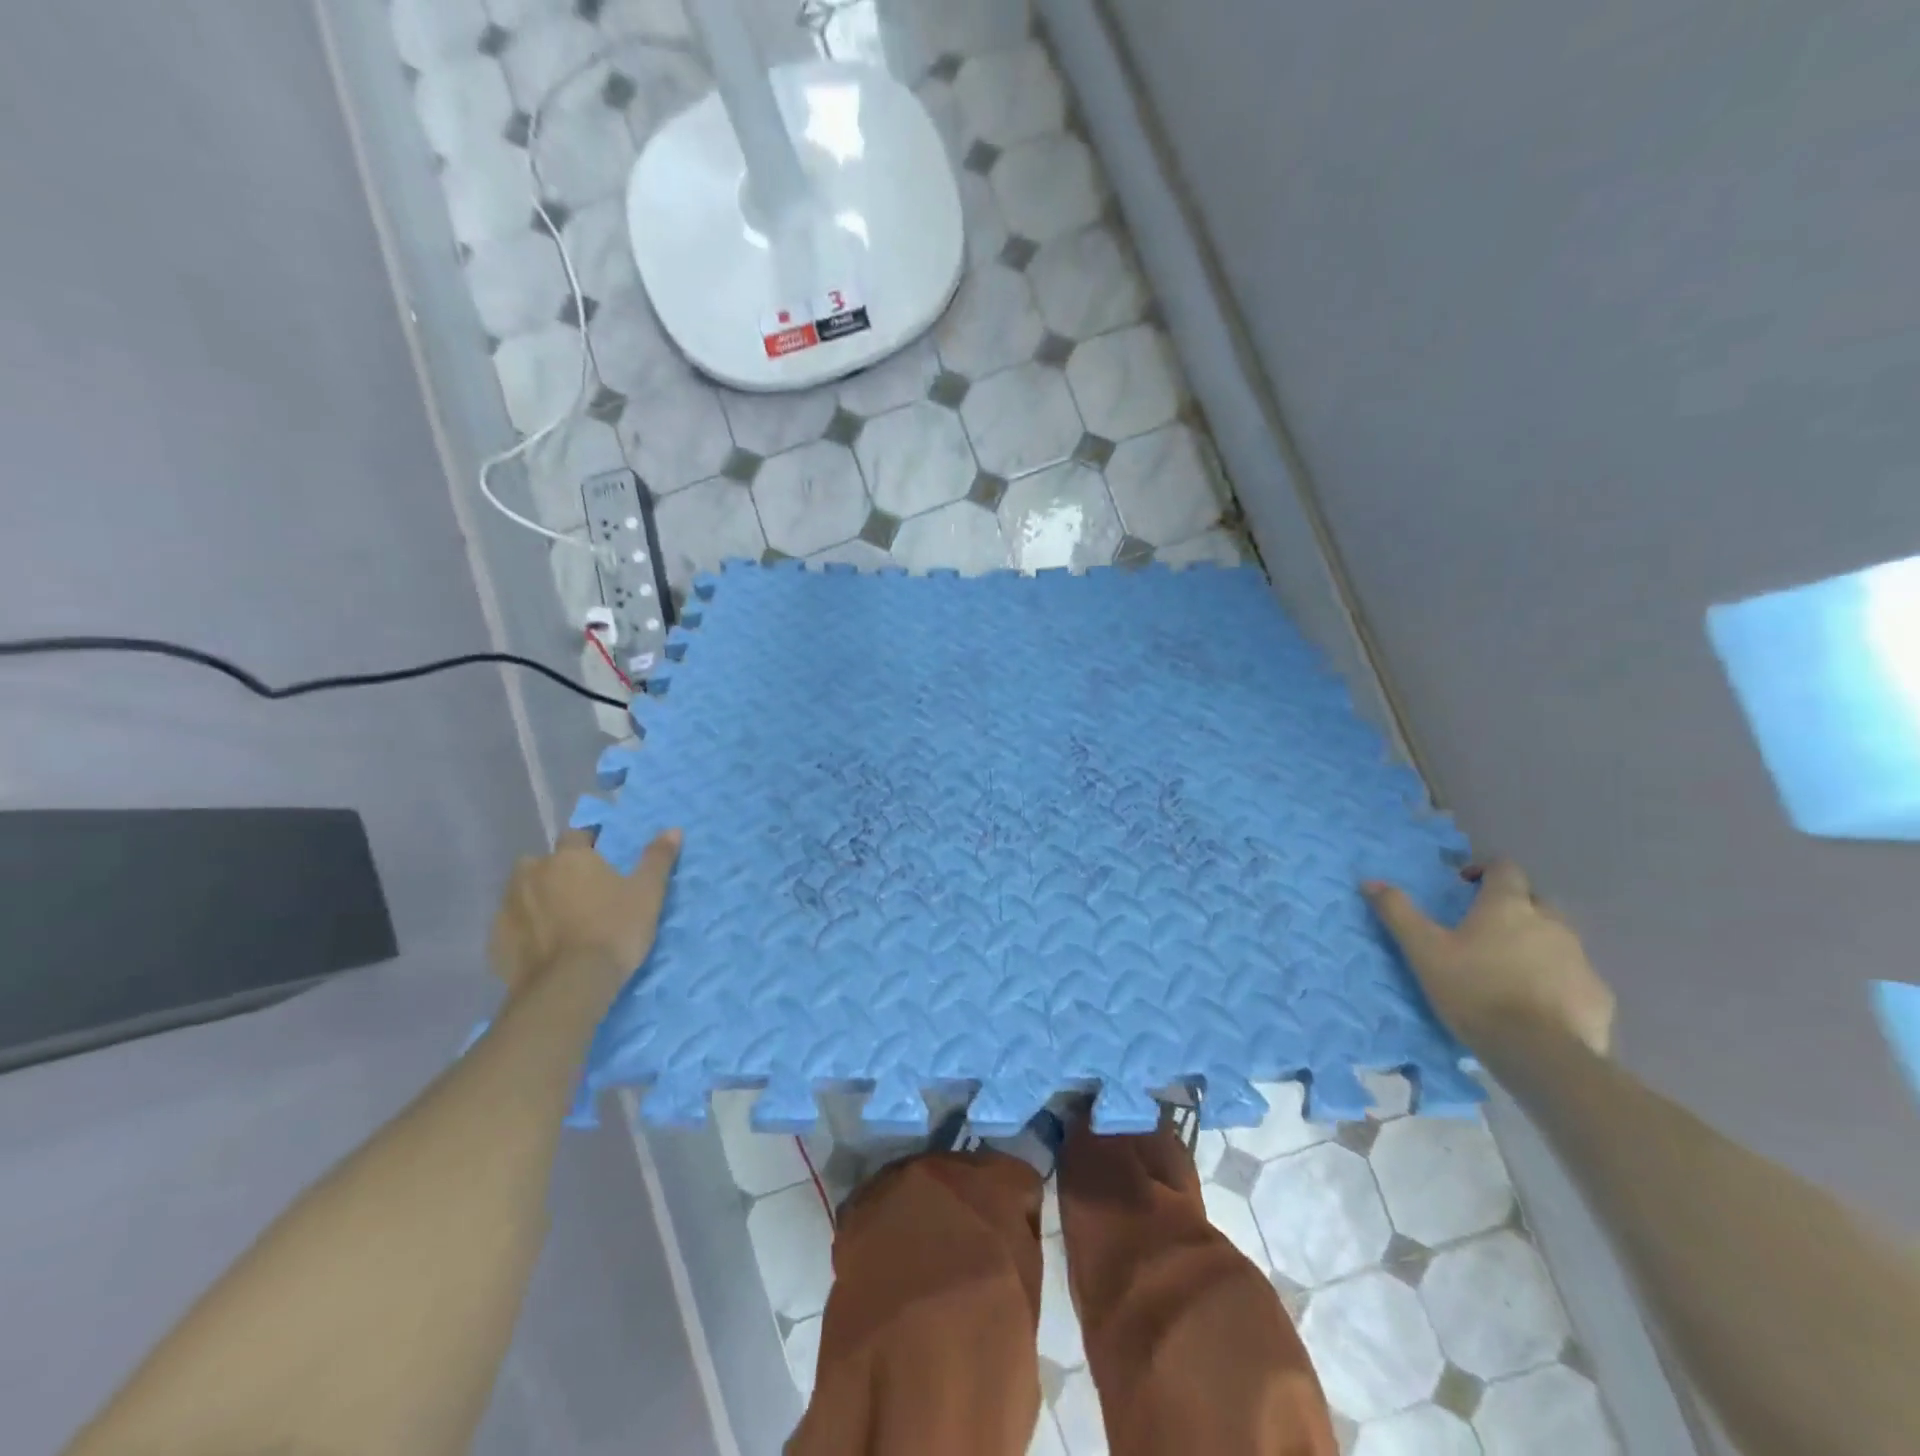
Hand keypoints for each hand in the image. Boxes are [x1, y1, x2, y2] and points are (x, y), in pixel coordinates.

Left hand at [489, 828, 681, 996]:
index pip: (576, 836)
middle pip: (542, 863)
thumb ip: (657, 859)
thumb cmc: (614, 931)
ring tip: (560, 921)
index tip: (603, 860)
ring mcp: (508, 907)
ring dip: (537, 899)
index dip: (589, 845)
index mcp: (569, 857)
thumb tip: (674, 830)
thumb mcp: (647, 893)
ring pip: (521, 892)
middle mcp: (532, 874)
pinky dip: (524, 930)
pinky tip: (542, 947)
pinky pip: (510, 926)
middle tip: (580, 893)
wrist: (569, 987)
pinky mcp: (495, 942)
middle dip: (557, 871)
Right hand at [1363, 859, 1615, 1056]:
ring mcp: (1580, 958)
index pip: (1505, 868)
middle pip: (1534, 901)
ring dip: (1534, 943)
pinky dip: (1556, 979)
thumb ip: (1398, 912)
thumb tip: (1370, 881)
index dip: (1486, 871)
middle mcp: (1551, 923)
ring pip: (1557, 938)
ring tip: (1507, 970)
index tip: (1465, 887)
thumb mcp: (1423, 950)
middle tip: (1483, 931)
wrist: (1538, 1053)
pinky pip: (1574, 976)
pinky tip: (1536, 1003)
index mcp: (1508, 906)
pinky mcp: (1598, 994)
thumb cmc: (1474, 990)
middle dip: (1512, 908)